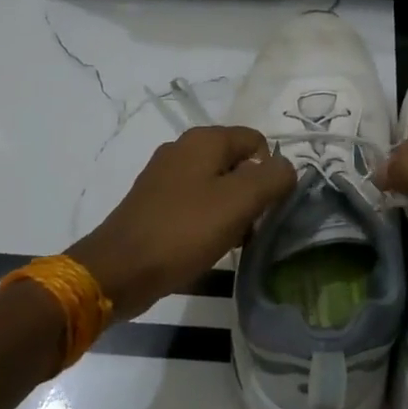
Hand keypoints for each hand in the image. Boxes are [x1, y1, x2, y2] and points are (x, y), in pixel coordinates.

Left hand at [69, 126, 294, 320]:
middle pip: (237, 163)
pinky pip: (195, 204)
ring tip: (233, 241)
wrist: (120, 269)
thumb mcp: (239, 202)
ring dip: (232, 211)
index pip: (257, 141)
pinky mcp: (155, 203)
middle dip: (252, 193)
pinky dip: (209, 221)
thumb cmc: (184, 230)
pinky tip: (209, 246)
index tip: (271, 206)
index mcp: (204, 140)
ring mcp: (165, 176)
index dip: (272, 171)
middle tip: (253, 226)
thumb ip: (273, 178)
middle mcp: (183, 149)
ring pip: (217, 186)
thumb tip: (287, 168)